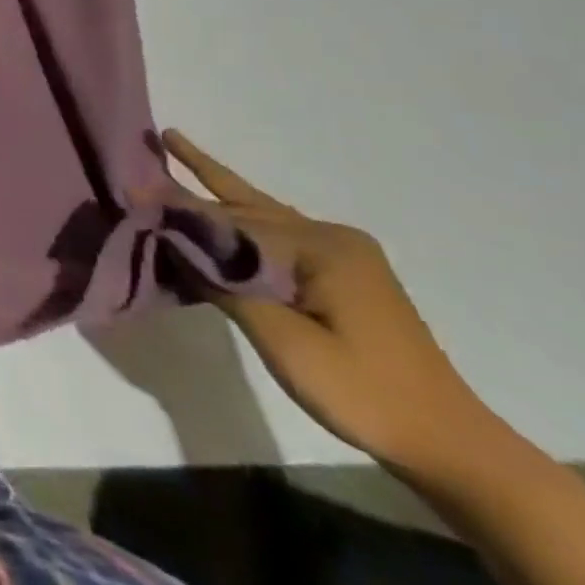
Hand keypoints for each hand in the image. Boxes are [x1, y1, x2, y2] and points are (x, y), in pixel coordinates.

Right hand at [160, 129, 490, 474]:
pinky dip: (242, 223)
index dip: (179, 206)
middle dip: (199, 175)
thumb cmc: (363, 393)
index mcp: (321, 247)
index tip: (132, 186)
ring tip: (180, 149)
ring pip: (263, 214)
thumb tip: (169, 237)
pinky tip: (225, 217)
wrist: (452, 448)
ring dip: (220, 191)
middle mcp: (331, 238)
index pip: (231, 220)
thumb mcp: (284, 342)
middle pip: (248, 203)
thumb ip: (224, 283)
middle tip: (162, 136)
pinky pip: (279, 237)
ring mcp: (343, 256)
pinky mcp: (345, 276)